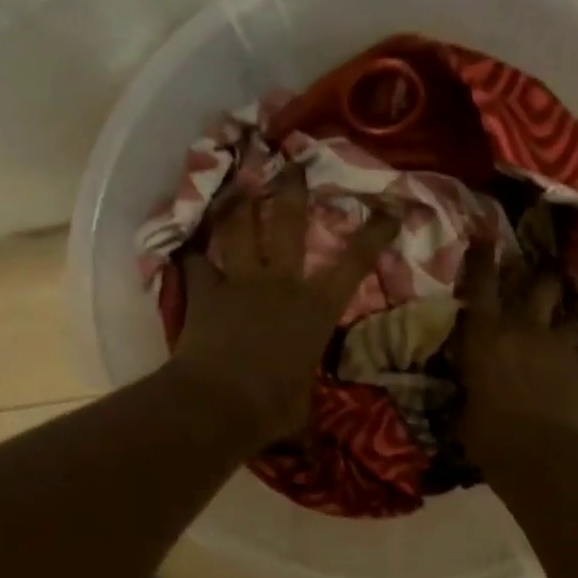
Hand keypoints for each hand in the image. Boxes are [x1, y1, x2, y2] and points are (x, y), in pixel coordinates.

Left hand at [171, 175, 397, 446]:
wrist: (220, 404)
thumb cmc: (273, 407)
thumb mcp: (303, 404)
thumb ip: (304, 393)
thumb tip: (303, 415)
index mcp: (315, 308)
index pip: (354, 263)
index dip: (374, 233)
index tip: (390, 207)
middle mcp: (281, 283)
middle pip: (287, 223)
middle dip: (292, 189)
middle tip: (292, 162)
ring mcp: (240, 283)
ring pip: (238, 229)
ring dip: (238, 203)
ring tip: (238, 181)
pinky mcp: (204, 293)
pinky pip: (195, 263)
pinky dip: (192, 252)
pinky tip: (187, 241)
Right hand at [458, 245, 577, 470]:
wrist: (545, 460)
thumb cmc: (490, 437)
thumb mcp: (462, 411)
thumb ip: (465, 388)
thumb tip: (463, 384)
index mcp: (487, 335)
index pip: (482, 284)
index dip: (481, 257)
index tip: (483, 236)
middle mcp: (526, 329)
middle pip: (539, 284)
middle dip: (538, 275)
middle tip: (534, 276)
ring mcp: (561, 347)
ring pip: (570, 313)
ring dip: (564, 312)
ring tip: (562, 314)